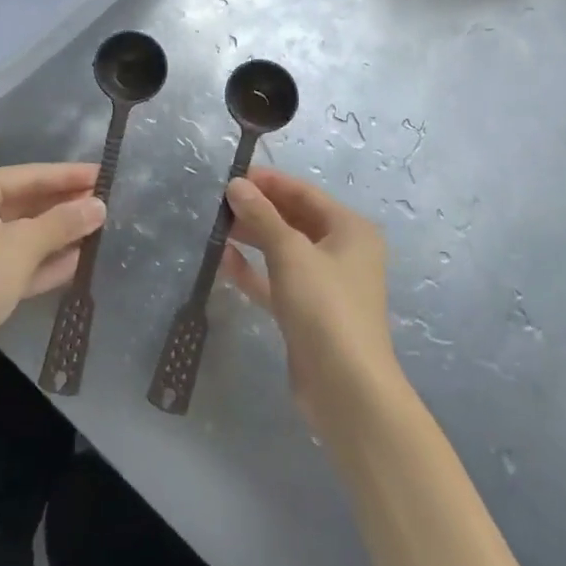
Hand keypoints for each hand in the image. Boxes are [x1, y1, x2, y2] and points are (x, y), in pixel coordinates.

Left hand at [0, 163, 104, 389]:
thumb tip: (99, 205)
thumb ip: (63, 222)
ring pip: (26, 234)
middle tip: (109, 201)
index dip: (69, 175)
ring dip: (61, 234)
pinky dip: (47, 261)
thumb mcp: (22, 245)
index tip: (105, 174)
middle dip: (66, 205)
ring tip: (103, 228)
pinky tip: (81, 260)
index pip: (31, 175)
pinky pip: (21, 261)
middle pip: (28, 202)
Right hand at [223, 167, 400, 437]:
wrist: (347, 389)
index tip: (233, 176)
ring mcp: (325, 284)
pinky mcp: (307, 312)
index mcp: (350, 230)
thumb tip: (236, 184)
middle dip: (258, 209)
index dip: (270, 182)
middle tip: (218, 202)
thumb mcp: (290, 253)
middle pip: (294, 220)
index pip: (305, 193)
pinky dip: (253, 270)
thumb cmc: (325, 306)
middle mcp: (342, 252)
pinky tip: (223, 260)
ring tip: (216, 226)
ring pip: (283, 250)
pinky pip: (276, 280)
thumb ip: (261, 215)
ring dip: (253, 238)